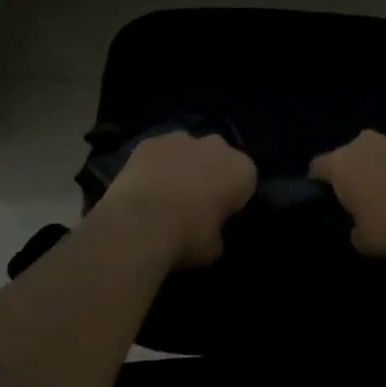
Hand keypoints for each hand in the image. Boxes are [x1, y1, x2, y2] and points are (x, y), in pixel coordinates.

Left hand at [97, 131, 256, 267]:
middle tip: (195, 201)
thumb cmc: (187, 237)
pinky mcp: (150, 141)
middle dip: (210, 173)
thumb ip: (218, 230)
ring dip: (183, 165)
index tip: (221, 213)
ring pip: (188, 150)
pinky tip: (144, 186)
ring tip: (166, 192)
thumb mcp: (214, 247)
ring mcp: (182, 139)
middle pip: (218, 157)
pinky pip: (159, 152)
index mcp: (241, 170)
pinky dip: (155, 164)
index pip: (245, 180)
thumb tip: (210, 230)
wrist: (140, 224)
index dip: (233, 197)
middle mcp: (217, 146)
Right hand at [309, 129, 385, 263]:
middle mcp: (367, 142)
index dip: (321, 179)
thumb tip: (359, 226)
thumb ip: (355, 227)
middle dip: (361, 166)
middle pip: (356, 151)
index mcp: (342, 164)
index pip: (319, 166)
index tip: (327, 192)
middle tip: (371, 191)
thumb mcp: (363, 240)